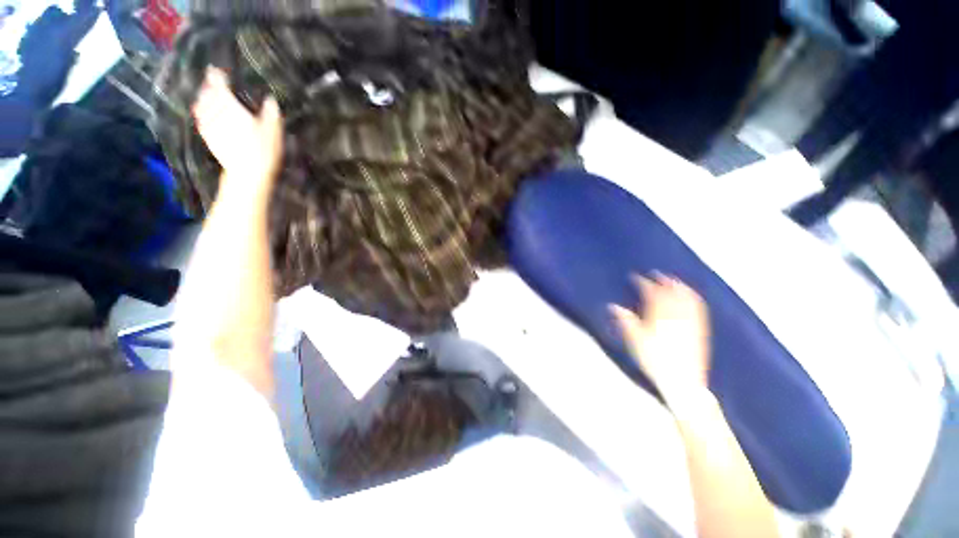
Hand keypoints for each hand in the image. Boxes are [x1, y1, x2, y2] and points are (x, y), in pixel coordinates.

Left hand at [192, 67, 283, 188]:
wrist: (247, 174)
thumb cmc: (262, 151)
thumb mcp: (273, 131)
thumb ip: (271, 113)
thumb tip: (270, 99)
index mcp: (231, 107)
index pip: (220, 86)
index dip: (217, 76)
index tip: (215, 69)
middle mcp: (216, 113)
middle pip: (207, 94)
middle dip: (208, 87)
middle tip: (210, 81)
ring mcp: (210, 126)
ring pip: (202, 106)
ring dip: (202, 99)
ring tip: (204, 95)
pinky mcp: (209, 138)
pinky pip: (201, 121)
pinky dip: (201, 114)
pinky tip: (203, 115)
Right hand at [611, 274, 711, 401]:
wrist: (683, 380)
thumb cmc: (655, 359)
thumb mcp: (635, 340)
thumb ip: (625, 320)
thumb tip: (613, 306)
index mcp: (659, 314)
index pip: (651, 292)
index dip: (642, 282)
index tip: (634, 277)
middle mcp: (677, 313)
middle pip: (671, 291)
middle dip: (663, 280)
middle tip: (655, 274)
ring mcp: (690, 320)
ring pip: (687, 296)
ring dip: (679, 285)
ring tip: (673, 280)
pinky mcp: (699, 328)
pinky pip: (698, 307)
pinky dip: (693, 297)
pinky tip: (690, 297)